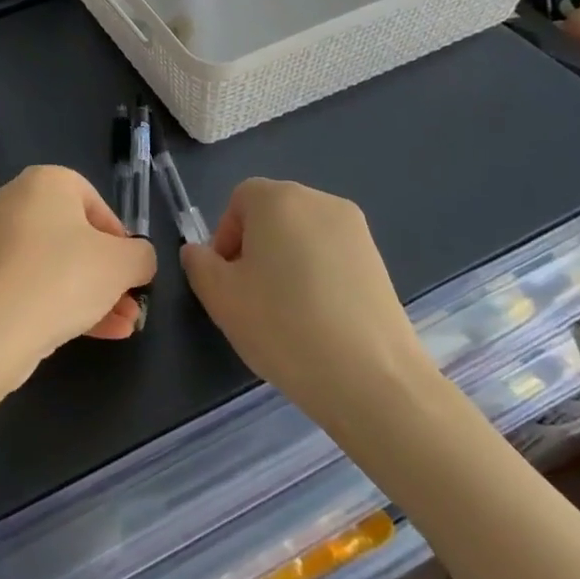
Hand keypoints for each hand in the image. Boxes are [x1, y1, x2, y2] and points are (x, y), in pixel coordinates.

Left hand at [0, 166, 157, 387]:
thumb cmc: (64, 277)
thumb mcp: (122, 264)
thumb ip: (141, 256)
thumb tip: (138, 260)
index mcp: (45, 181)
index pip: (94, 202)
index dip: (120, 237)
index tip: (132, 269)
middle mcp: (14, 201)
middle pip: (75, 236)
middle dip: (109, 273)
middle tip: (131, 303)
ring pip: (56, 264)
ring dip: (93, 293)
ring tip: (124, 326)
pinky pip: (34, 282)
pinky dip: (63, 302)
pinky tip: (97, 334)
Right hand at [180, 179, 437, 438]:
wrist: (372, 380)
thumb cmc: (283, 326)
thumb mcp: (220, 297)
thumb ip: (199, 264)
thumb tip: (200, 252)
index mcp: (277, 198)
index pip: (239, 200)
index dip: (225, 237)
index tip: (227, 280)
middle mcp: (319, 201)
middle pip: (273, 214)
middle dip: (255, 248)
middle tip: (252, 297)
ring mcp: (356, 231)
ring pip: (303, 236)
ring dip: (287, 262)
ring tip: (288, 313)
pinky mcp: (379, 261)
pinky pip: (332, 257)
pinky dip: (318, 277)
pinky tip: (320, 320)